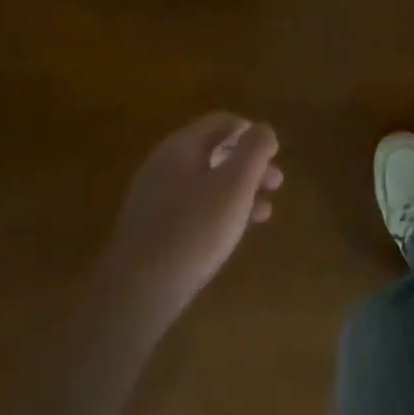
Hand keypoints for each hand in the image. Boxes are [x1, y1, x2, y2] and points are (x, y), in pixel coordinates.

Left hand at [105, 113, 282, 326]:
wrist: (138, 292)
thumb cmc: (194, 229)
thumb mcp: (235, 184)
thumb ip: (254, 150)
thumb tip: (263, 129)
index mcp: (181, 146)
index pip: (222, 122)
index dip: (252, 132)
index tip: (275, 153)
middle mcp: (164, 165)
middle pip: (214, 151)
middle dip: (249, 164)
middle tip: (276, 183)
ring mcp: (154, 198)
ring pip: (206, 181)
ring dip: (239, 190)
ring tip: (265, 211)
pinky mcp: (152, 229)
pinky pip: (193, 206)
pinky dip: (219, 210)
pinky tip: (235, 231)